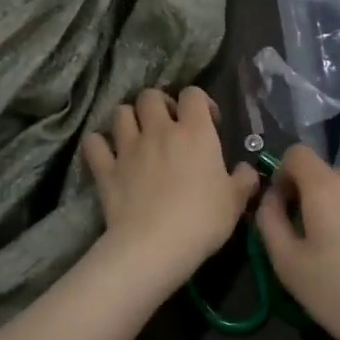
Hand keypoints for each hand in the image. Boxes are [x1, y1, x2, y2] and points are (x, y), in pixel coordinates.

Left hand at [83, 87, 260, 294]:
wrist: (155, 245)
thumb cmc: (202, 220)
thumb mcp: (235, 202)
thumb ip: (243, 180)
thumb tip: (246, 170)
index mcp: (195, 132)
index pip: (193, 94)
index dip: (200, 102)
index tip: (208, 122)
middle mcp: (159, 130)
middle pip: (150, 95)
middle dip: (158, 104)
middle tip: (167, 125)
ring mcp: (128, 147)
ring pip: (120, 112)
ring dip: (128, 119)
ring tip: (137, 136)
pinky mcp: (105, 169)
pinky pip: (94, 143)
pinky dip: (99, 145)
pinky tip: (107, 154)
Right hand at [254, 145, 339, 339]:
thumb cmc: (338, 293)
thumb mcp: (286, 263)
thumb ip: (269, 219)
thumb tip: (271, 197)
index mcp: (326, 187)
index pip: (297, 153)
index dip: (283, 173)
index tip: (283, 206)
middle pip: (325, 174)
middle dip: (311, 196)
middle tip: (310, 238)